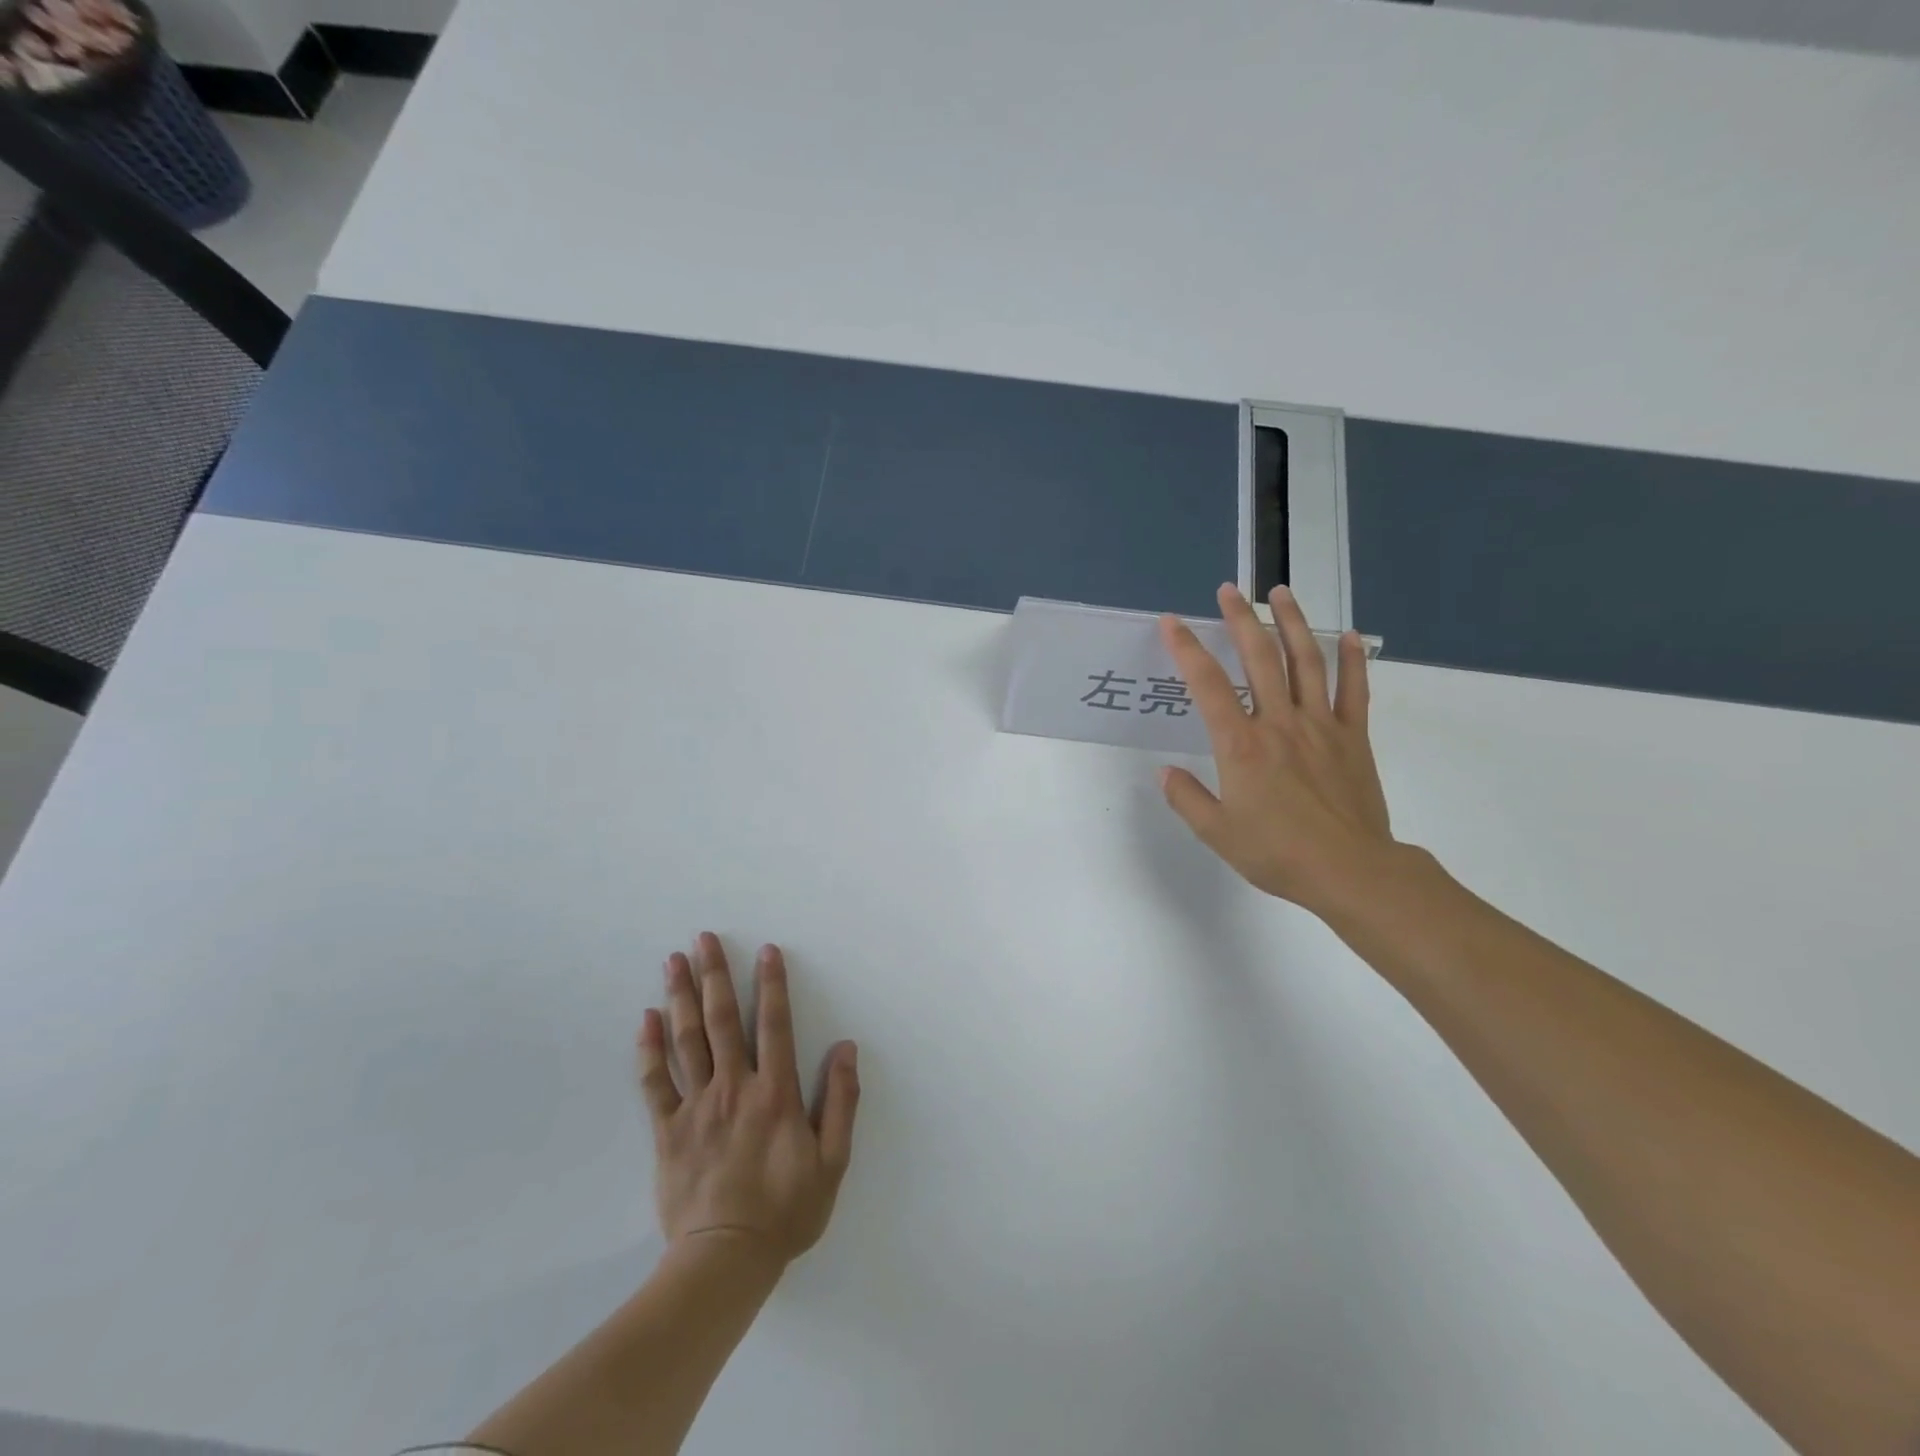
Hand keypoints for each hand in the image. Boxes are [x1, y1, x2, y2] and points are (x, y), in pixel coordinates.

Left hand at [637, 933, 859, 1265]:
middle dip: (715, 974)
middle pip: (722, 1020)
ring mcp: (697, 1107)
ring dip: (681, 997)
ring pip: (687, 1041)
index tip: (767, 950)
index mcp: (775, 1093)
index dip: (773, 984)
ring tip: (674, 961)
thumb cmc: (786, 1210)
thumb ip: (841, 1101)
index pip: (775, 1024)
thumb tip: (847, 1047)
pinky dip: (650, 1049)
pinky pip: (655, 1083)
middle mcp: (734, 1087)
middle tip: (704, 938)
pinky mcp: (668, 1131)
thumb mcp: (832, 1161)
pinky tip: (647, 1019)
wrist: (725, 1261)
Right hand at [1158, 584, 1395, 917]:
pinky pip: (1353, 690)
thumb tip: (1165, 773)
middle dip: (1242, 619)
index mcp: (1241, 745)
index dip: (1187, 649)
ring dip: (1292, 623)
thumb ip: (1187, 798)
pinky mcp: (1352, 737)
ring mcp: (1320, 725)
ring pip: (1306, 662)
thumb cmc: (1277, 853)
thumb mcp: (1217, 833)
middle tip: (1230, 590)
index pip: (1207, 685)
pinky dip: (1351, 660)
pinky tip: (1347, 635)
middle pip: (1259, 658)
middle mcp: (1279, 723)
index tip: (1172, 622)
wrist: (1350, 871)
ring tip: (1281, 593)